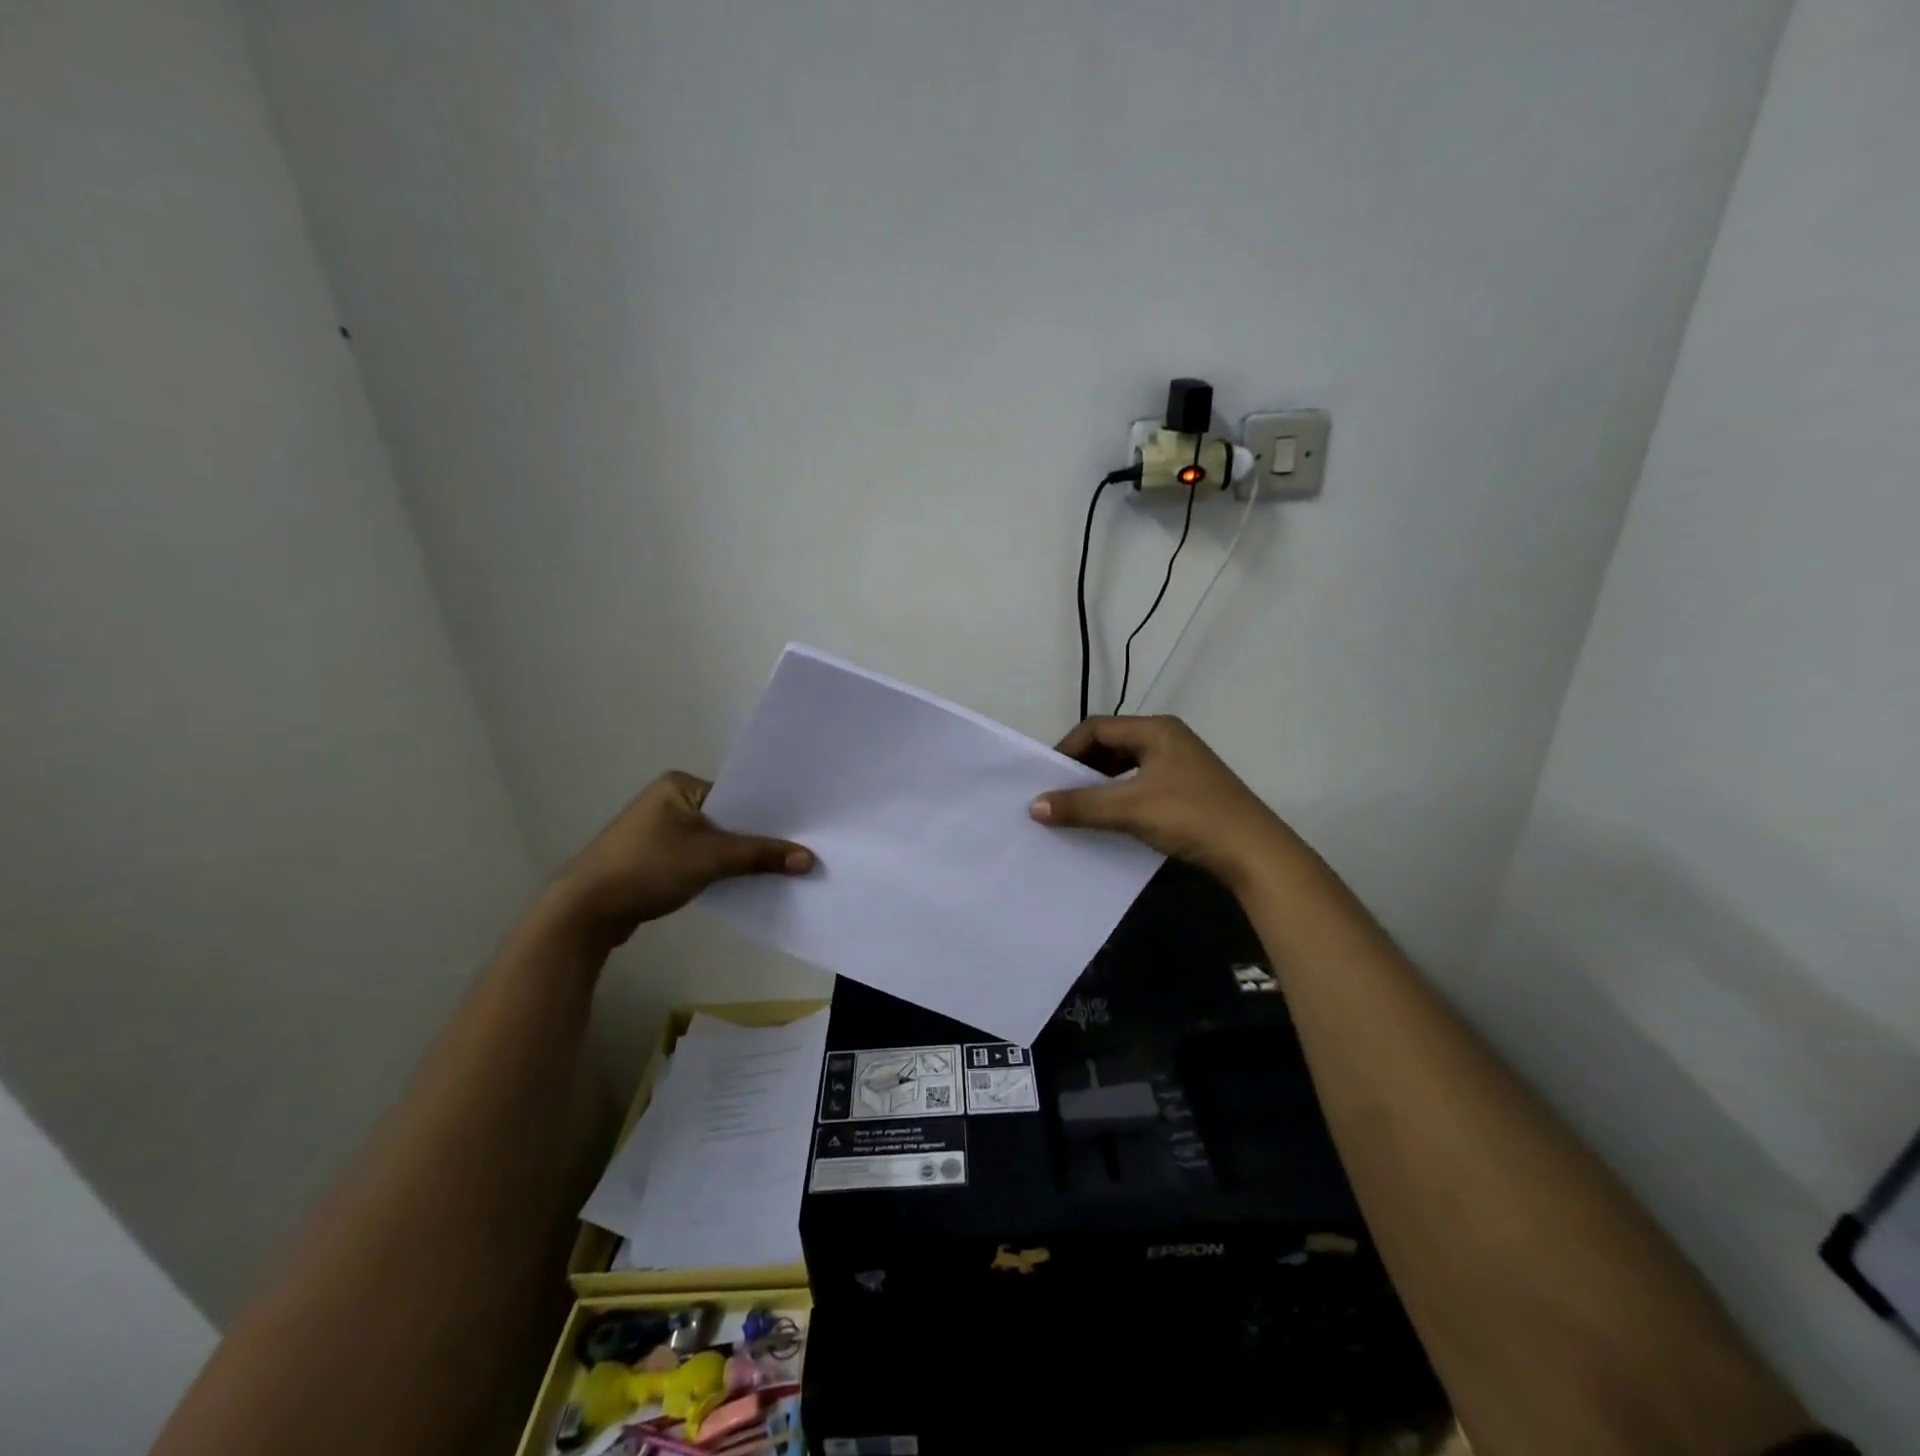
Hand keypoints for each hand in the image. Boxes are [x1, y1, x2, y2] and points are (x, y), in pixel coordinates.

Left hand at [552, 772, 812, 944]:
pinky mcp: (655, 858)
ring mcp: (660, 831)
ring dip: (739, 856)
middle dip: (757, 837)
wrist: (585, 911)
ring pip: (714, 840)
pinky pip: (700, 857)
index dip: (769, 813)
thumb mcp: (711, 858)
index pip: (737, 794)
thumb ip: (760, 856)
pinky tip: (746, 881)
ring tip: (780, 867)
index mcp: (679, 785)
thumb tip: (809, 860)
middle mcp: (669, 801)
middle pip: (728, 818)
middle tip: (800, 849)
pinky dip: (720, 868)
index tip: (803, 827)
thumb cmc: (647, 868)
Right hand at [1029, 716, 1295, 888]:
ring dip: (1100, 783)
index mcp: (1156, 730)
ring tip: (1077, 806)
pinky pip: (1141, 783)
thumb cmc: (1190, 816)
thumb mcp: (1130, 809)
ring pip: (1126, 766)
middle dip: (1082, 767)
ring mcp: (1180, 764)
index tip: (1046, 777)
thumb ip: (1080, 805)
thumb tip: (1034, 806)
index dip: (1067, 749)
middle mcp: (1168, 738)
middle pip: (1111, 744)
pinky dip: (1119, 795)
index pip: (1097, 728)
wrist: (1254, 852)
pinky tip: (1109, 817)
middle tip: (1057, 792)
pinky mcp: (1187, 789)